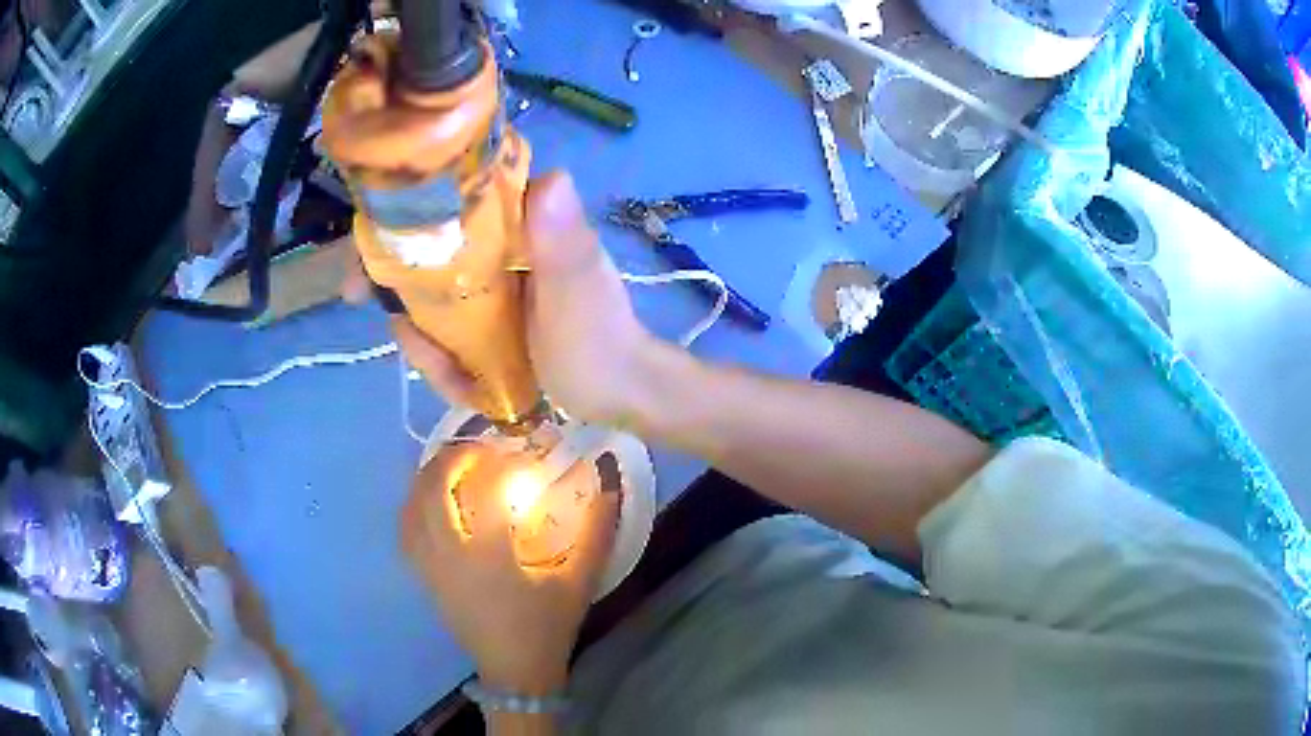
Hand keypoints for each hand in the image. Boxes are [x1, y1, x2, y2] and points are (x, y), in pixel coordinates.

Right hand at [366, 172, 656, 423]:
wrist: (620, 393)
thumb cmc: (600, 340)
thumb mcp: (578, 291)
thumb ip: (563, 242)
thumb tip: (551, 178)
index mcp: (520, 226)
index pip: (449, 207)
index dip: (399, 228)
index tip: (364, 263)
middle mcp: (500, 249)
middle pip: (427, 257)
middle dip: (395, 290)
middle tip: (374, 321)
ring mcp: (493, 290)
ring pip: (433, 302)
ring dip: (425, 340)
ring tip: (446, 372)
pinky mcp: (492, 324)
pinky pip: (451, 336)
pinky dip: (446, 362)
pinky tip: (463, 385)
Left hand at [401, 441, 620, 693]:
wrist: (515, 672)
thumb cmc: (547, 627)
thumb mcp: (579, 581)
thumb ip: (597, 531)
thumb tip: (607, 482)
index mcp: (490, 556)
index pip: (487, 490)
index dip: (503, 462)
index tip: (521, 454)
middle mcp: (450, 555)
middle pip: (433, 489)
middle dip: (453, 458)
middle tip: (480, 449)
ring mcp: (430, 567)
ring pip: (411, 507)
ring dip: (429, 477)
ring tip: (454, 466)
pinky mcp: (423, 577)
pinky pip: (406, 530)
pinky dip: (415, 505)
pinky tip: (434, 501)